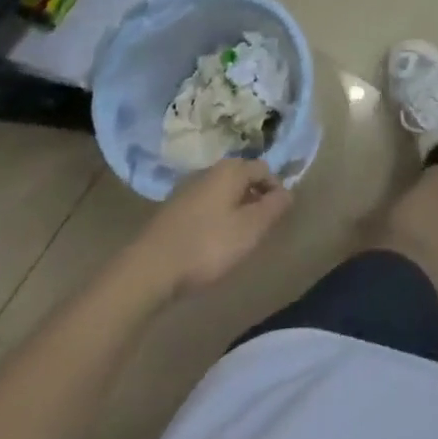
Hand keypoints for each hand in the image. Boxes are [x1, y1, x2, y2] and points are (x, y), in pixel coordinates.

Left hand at [140, 159, 291, 296]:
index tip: (278, 216)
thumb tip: (289, 191)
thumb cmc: (207, 246)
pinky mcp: (172, 209)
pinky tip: (212, 242)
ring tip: (238, 238)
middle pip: (242, 178)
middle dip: (255, 199)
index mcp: (230, 170)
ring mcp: (187, 189)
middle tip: (260, 228)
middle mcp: (208, 171)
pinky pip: (205, 205)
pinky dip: (216, 217)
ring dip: (235, 209)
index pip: (264, 168)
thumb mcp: (251, 229)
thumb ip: (274, 207)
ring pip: (222, 192)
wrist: (149, 269)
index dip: (276, 189)